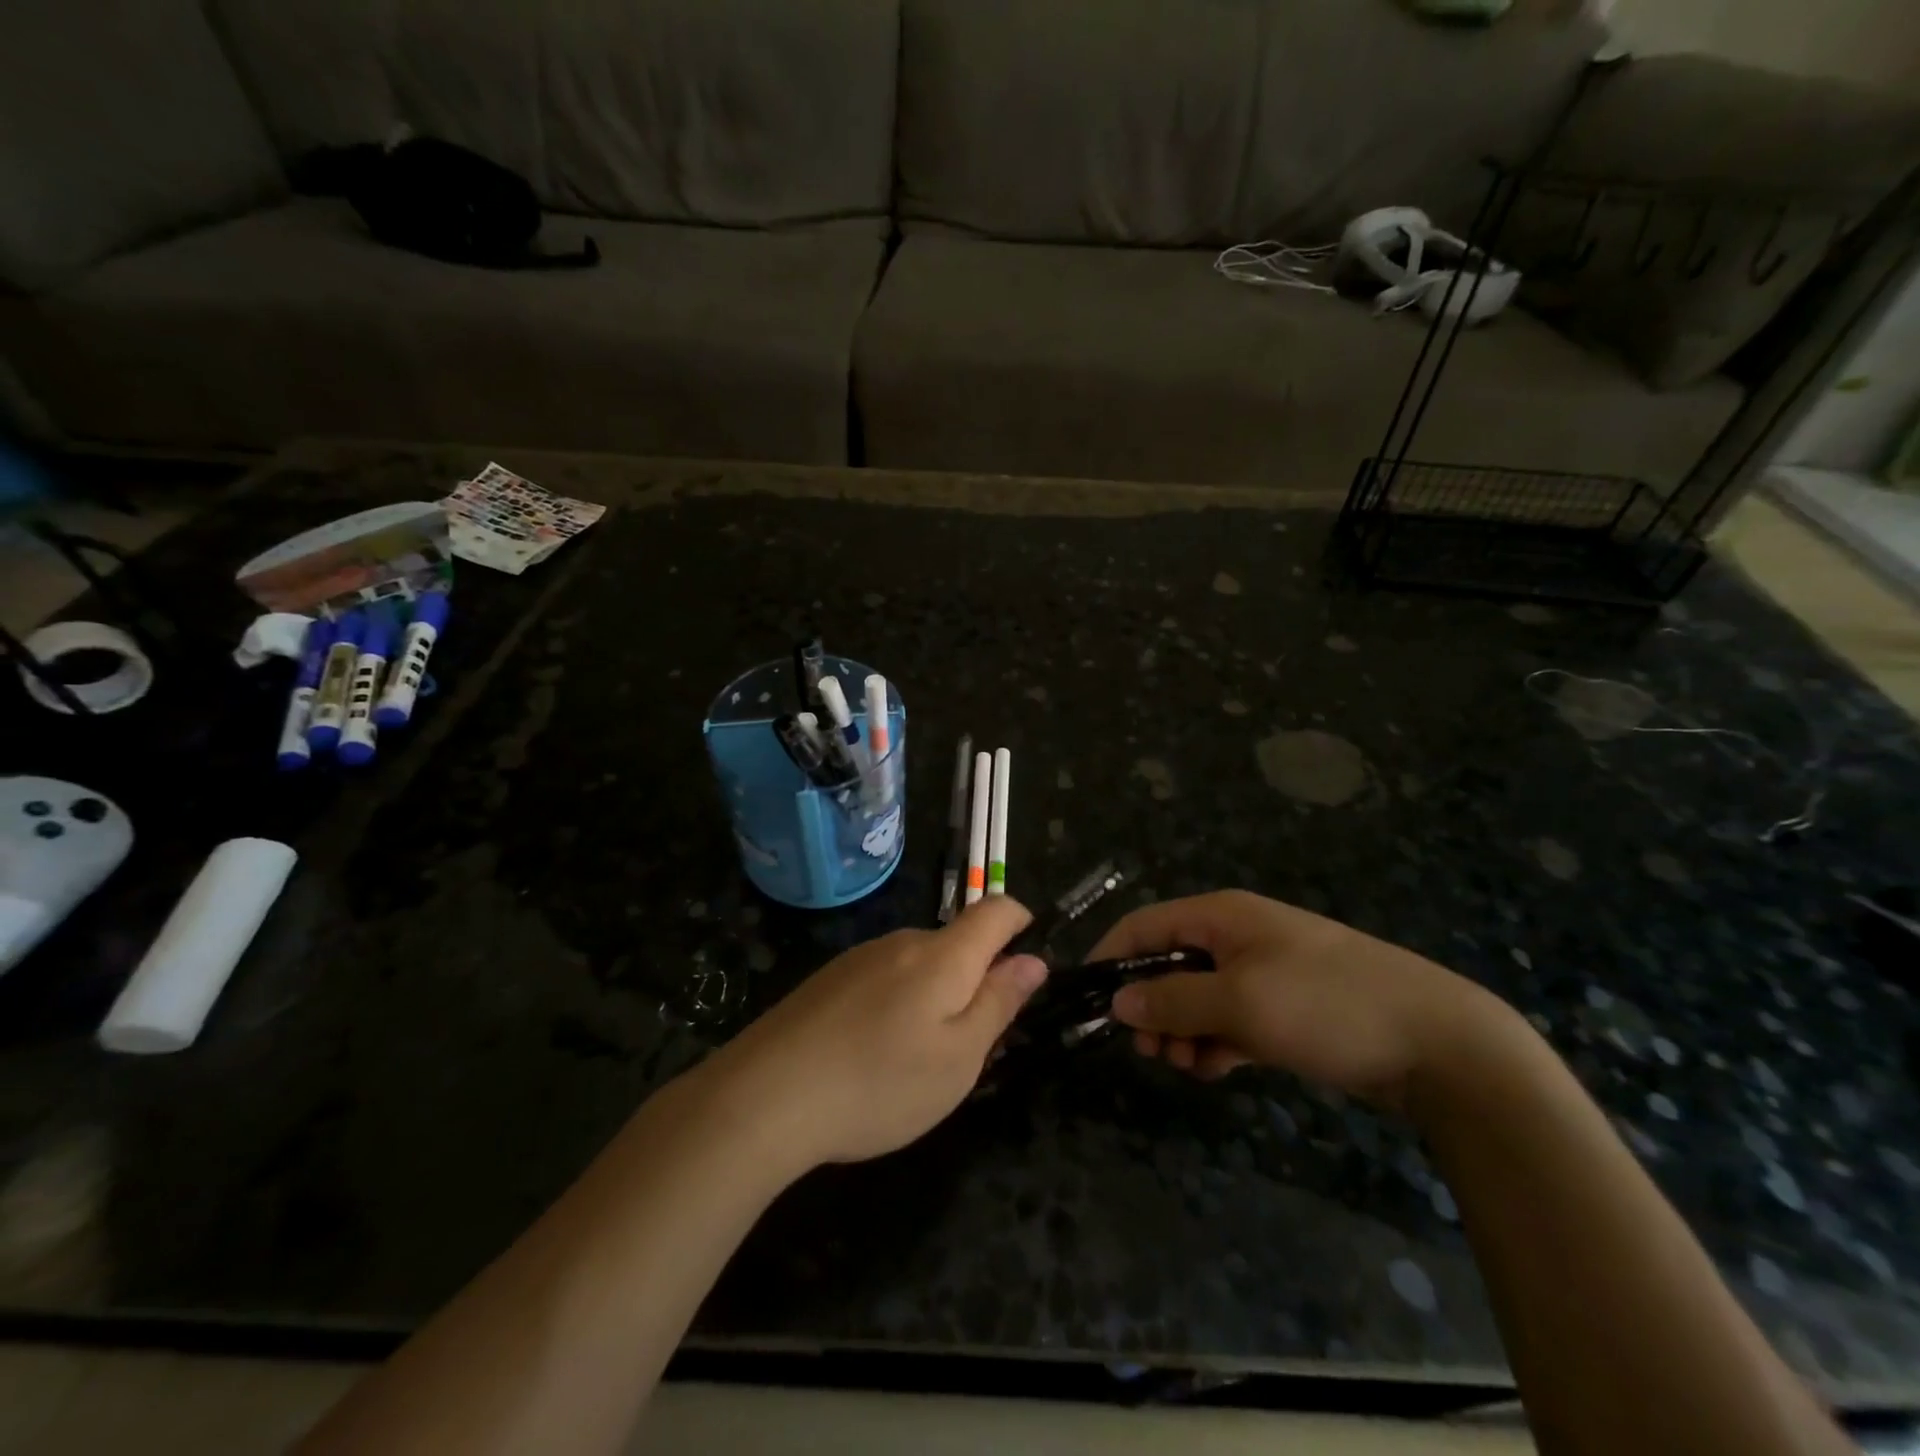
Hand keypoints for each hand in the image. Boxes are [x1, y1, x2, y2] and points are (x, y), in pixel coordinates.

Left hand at [702, 899, 1047, 1170]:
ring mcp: (860, 958)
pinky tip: (871, 1055)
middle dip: (976, 978)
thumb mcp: (958, 1058)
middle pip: (956, 942)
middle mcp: (902, 942)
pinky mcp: (828, 979)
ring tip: (915, 1060)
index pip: (996, 910)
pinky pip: (883, 979)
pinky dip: (896, 1005)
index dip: (1021, 924)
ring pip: (918, 964)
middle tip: (970, 1045)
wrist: (765, 1096)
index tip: (1027, 965)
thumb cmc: (880, 1083)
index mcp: (943, 956)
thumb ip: (999, 1003)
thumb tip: (1032, 961)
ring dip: (933, 996)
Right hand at [1088, 890, 1499, 1111]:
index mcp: (1222, 916)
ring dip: (1182, 1029)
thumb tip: (1118, 999)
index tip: (1089, 999)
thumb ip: (1174, 1000)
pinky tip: (1215, 1069)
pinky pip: (1230, 1019)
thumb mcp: (1241, 1002)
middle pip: (1169, 963)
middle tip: (1148, 1049)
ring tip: (1185, 1065)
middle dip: (1151, 1005)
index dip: (1112, 956)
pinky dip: (1215, 1041)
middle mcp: (1238, 937)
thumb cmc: (1327, 1006)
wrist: (1439, 1043)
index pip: (1145, 924)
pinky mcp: (1286, 1008)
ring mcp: (1264, 972)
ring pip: (1199, 996)